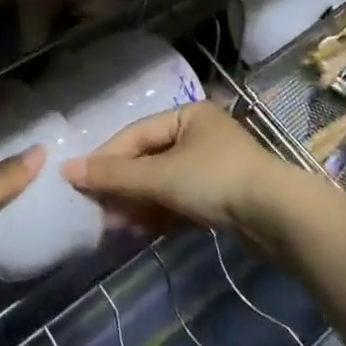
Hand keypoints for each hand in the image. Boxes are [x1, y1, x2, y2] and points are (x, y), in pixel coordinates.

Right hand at [62, 102, 293, 244]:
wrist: (278, 217)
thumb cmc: (216, 181)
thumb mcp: (160, 176)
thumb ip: (115, 175)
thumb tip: (67, 169)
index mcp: (187, 115)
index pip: (136, 134)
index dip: (106, 158)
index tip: (79, 181)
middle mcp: (199, 134)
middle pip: (148, 158)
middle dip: (122, 186)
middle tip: (96, 209)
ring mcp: (212, 166)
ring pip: (163, 182)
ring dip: (138, 203)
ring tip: (114, 226)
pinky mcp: (221, 196)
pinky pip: (179, 200)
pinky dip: (159, 213)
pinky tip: (140, 231)